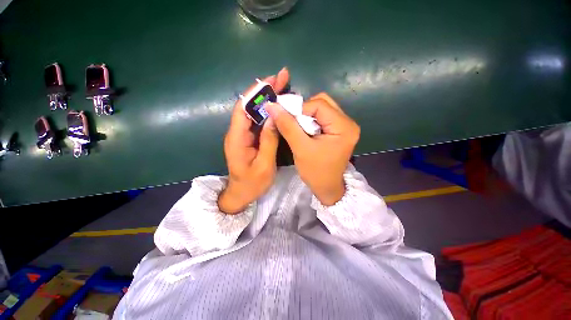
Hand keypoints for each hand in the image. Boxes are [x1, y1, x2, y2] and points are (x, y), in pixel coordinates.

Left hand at [218, 68, 289, 213]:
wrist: (241, 194)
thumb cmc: (252, 183)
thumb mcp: (264, 165)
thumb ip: (268, 141)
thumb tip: (274, 118)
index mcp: (237, 138)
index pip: (244, 108)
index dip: (256, 92)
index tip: (271, 80)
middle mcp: (237, 132)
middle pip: (249, 106)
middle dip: (264, 90)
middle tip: (281, 77)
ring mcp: (243, 135)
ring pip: (254, 111)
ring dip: (267, 98)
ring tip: (282, 86)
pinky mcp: (248, 138)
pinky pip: (257, 120)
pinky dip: (267, 110)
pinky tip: (277, 105)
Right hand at [266, 93, 359, 205]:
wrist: (327, 188)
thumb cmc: (315, 172)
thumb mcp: (300, 148)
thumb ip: (287, 125)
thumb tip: (272, 106)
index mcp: (343, 126)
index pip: (319, 104)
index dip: (300, 109)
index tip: (286, 119)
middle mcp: (348, 122)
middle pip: (322, 103)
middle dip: (303, 111)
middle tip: (293, 123)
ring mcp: (344, 126)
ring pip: (321, 109)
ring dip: (306, 116)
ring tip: (298, 129)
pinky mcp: (339, 130)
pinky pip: (322, 117)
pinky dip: (310, 120)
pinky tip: (305, 131)